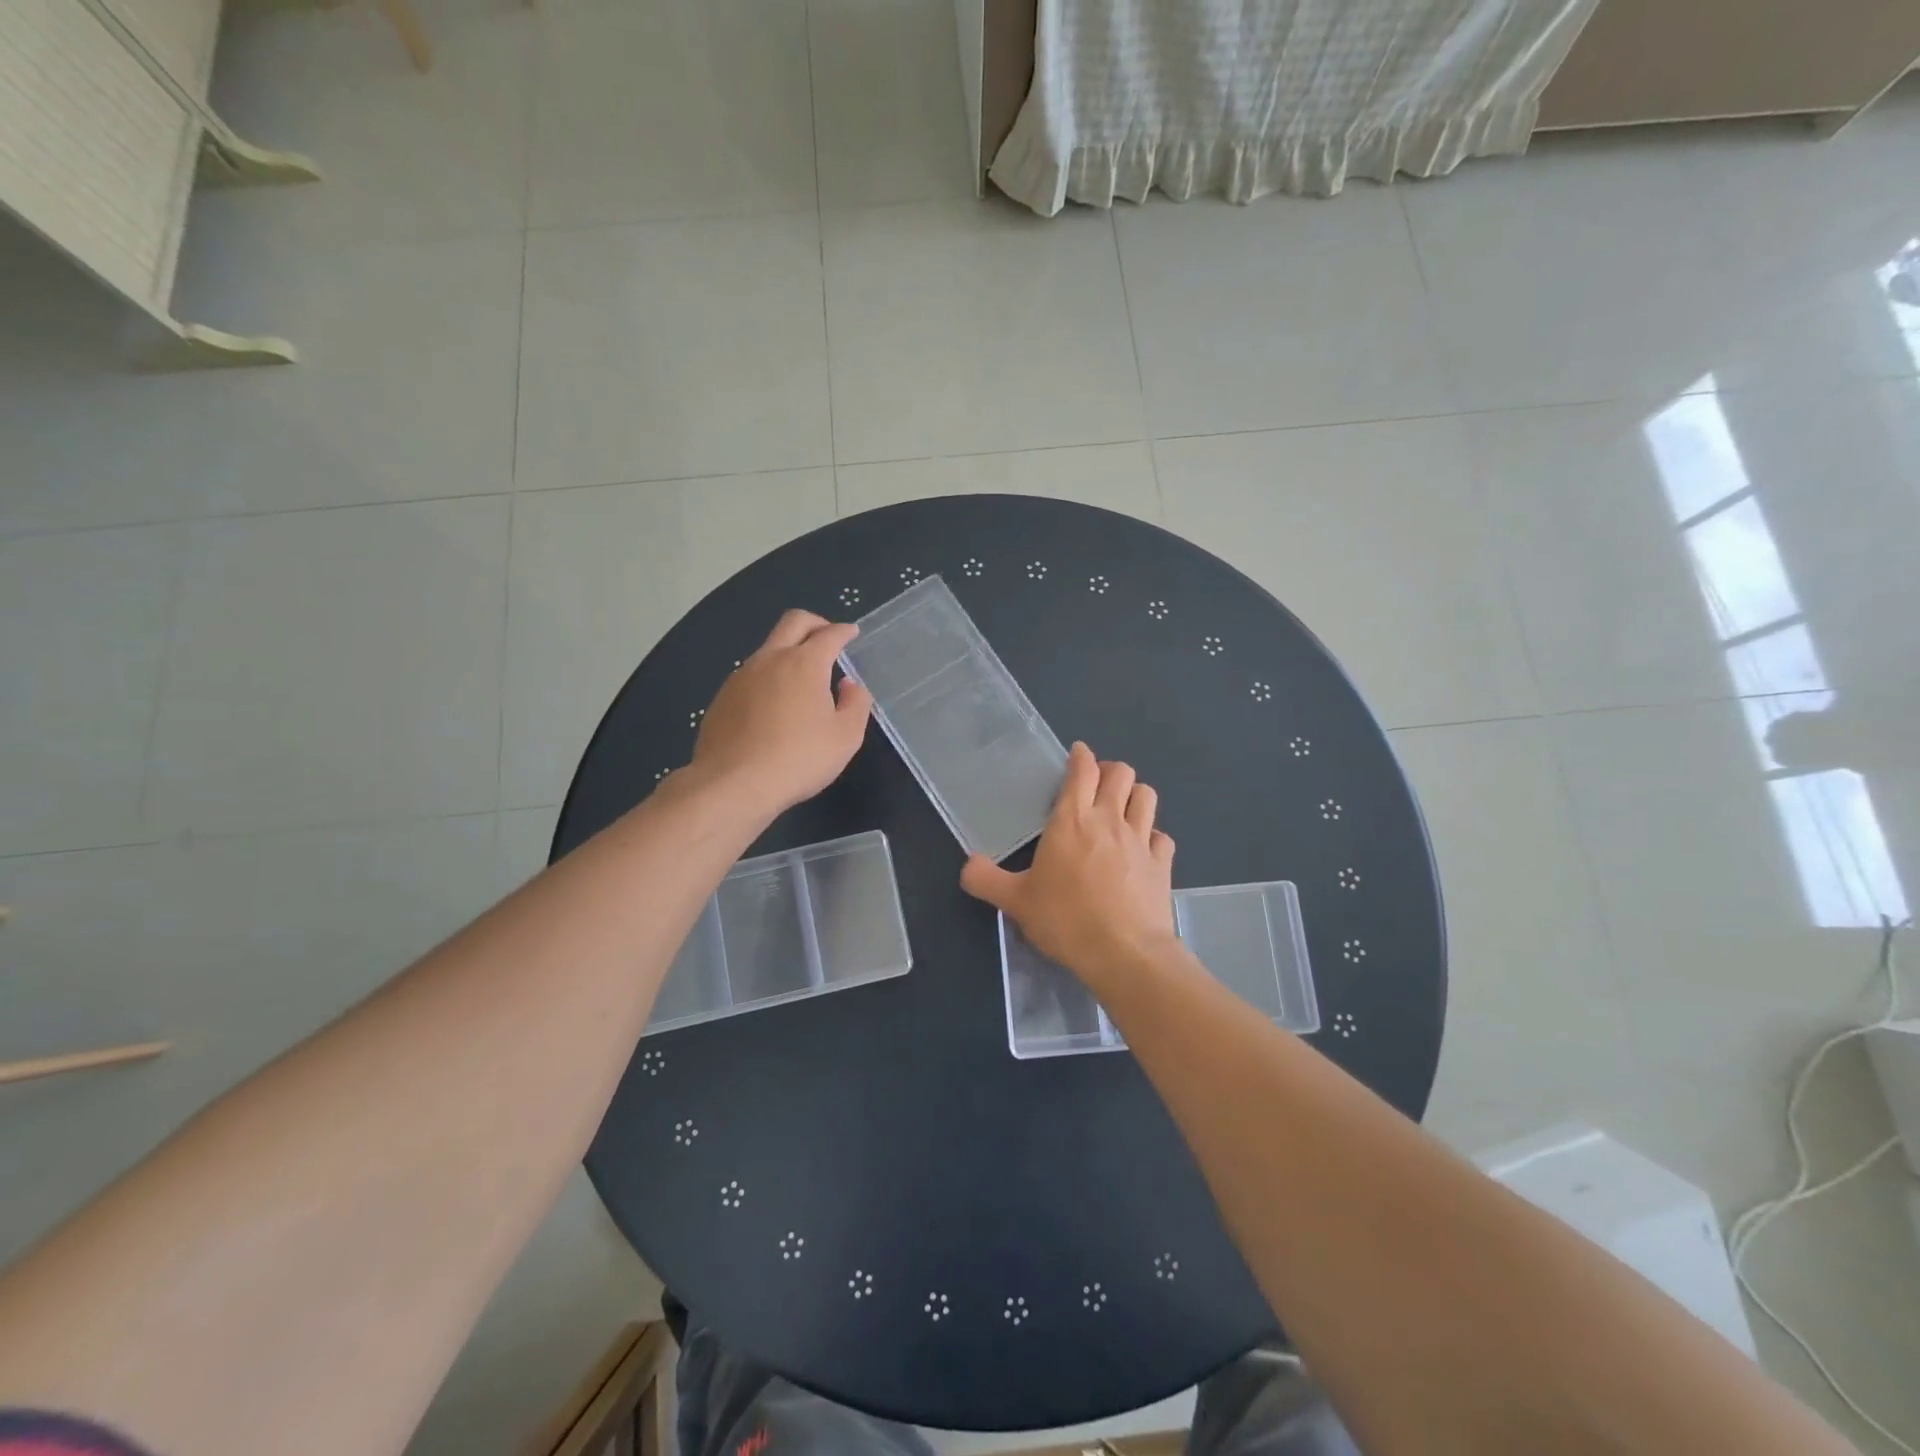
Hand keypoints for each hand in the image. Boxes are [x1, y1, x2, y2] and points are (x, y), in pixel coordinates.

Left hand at [688, 610, 872, 815]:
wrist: (733, 784)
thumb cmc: (799, 759)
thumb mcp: (846, 737)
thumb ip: (855, 703)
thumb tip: (848, 684)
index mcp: (804, 664)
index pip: (829, 634)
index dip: (844, 631)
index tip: (851, 633)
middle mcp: (770, 659)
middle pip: (793, 622)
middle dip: (815, 623)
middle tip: (827, 636)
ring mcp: (741, 676)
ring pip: (769, 648)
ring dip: (789, 652)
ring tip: (802, 678)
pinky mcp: (722, 697)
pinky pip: (751, 675)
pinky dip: (769, 677)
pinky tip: (774, 705)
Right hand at [960, 742, 1175, 985]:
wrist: (1124, 953)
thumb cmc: (1066, 920)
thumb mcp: (1015, 902)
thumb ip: (986, 880)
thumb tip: (967, 866)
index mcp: (1072, 819)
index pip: (1083, 770)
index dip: (1081, 756)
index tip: (1078, 754)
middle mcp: (1109, 819)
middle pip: (1121, 773)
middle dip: (1110, 771)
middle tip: (1097, 785)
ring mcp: (1141, 840)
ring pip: (1147, 796)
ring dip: (1134, 795)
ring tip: (1122, 808)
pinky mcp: (1162, 864)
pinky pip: (1162, 837)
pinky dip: (1153, 836)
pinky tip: (1143, 848)